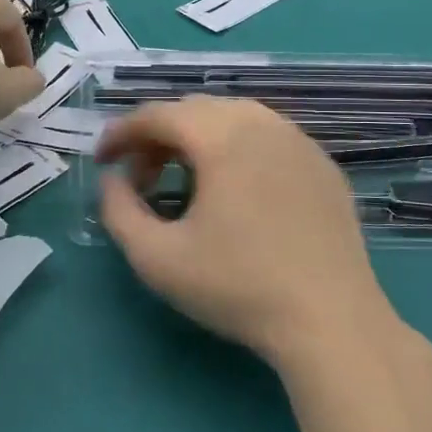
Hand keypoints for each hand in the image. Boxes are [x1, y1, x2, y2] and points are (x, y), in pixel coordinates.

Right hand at [96, 97, 395, 369]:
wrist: (330, 320)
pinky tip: (235, 191)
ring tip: (184, 181)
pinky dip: (237, 149)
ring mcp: (299, 141)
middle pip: (195, 110)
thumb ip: (118, 210)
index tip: (102, 160)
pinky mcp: (323, 165)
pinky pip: (268, 138)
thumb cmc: (237, 287)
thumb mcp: (157, 258)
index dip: (121, 133)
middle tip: (140, 178)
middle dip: (158, 136)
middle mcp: (263, 124)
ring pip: (235, 118)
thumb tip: (113, 180)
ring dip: (198, 139)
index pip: (158, 115)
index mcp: (222, 136)